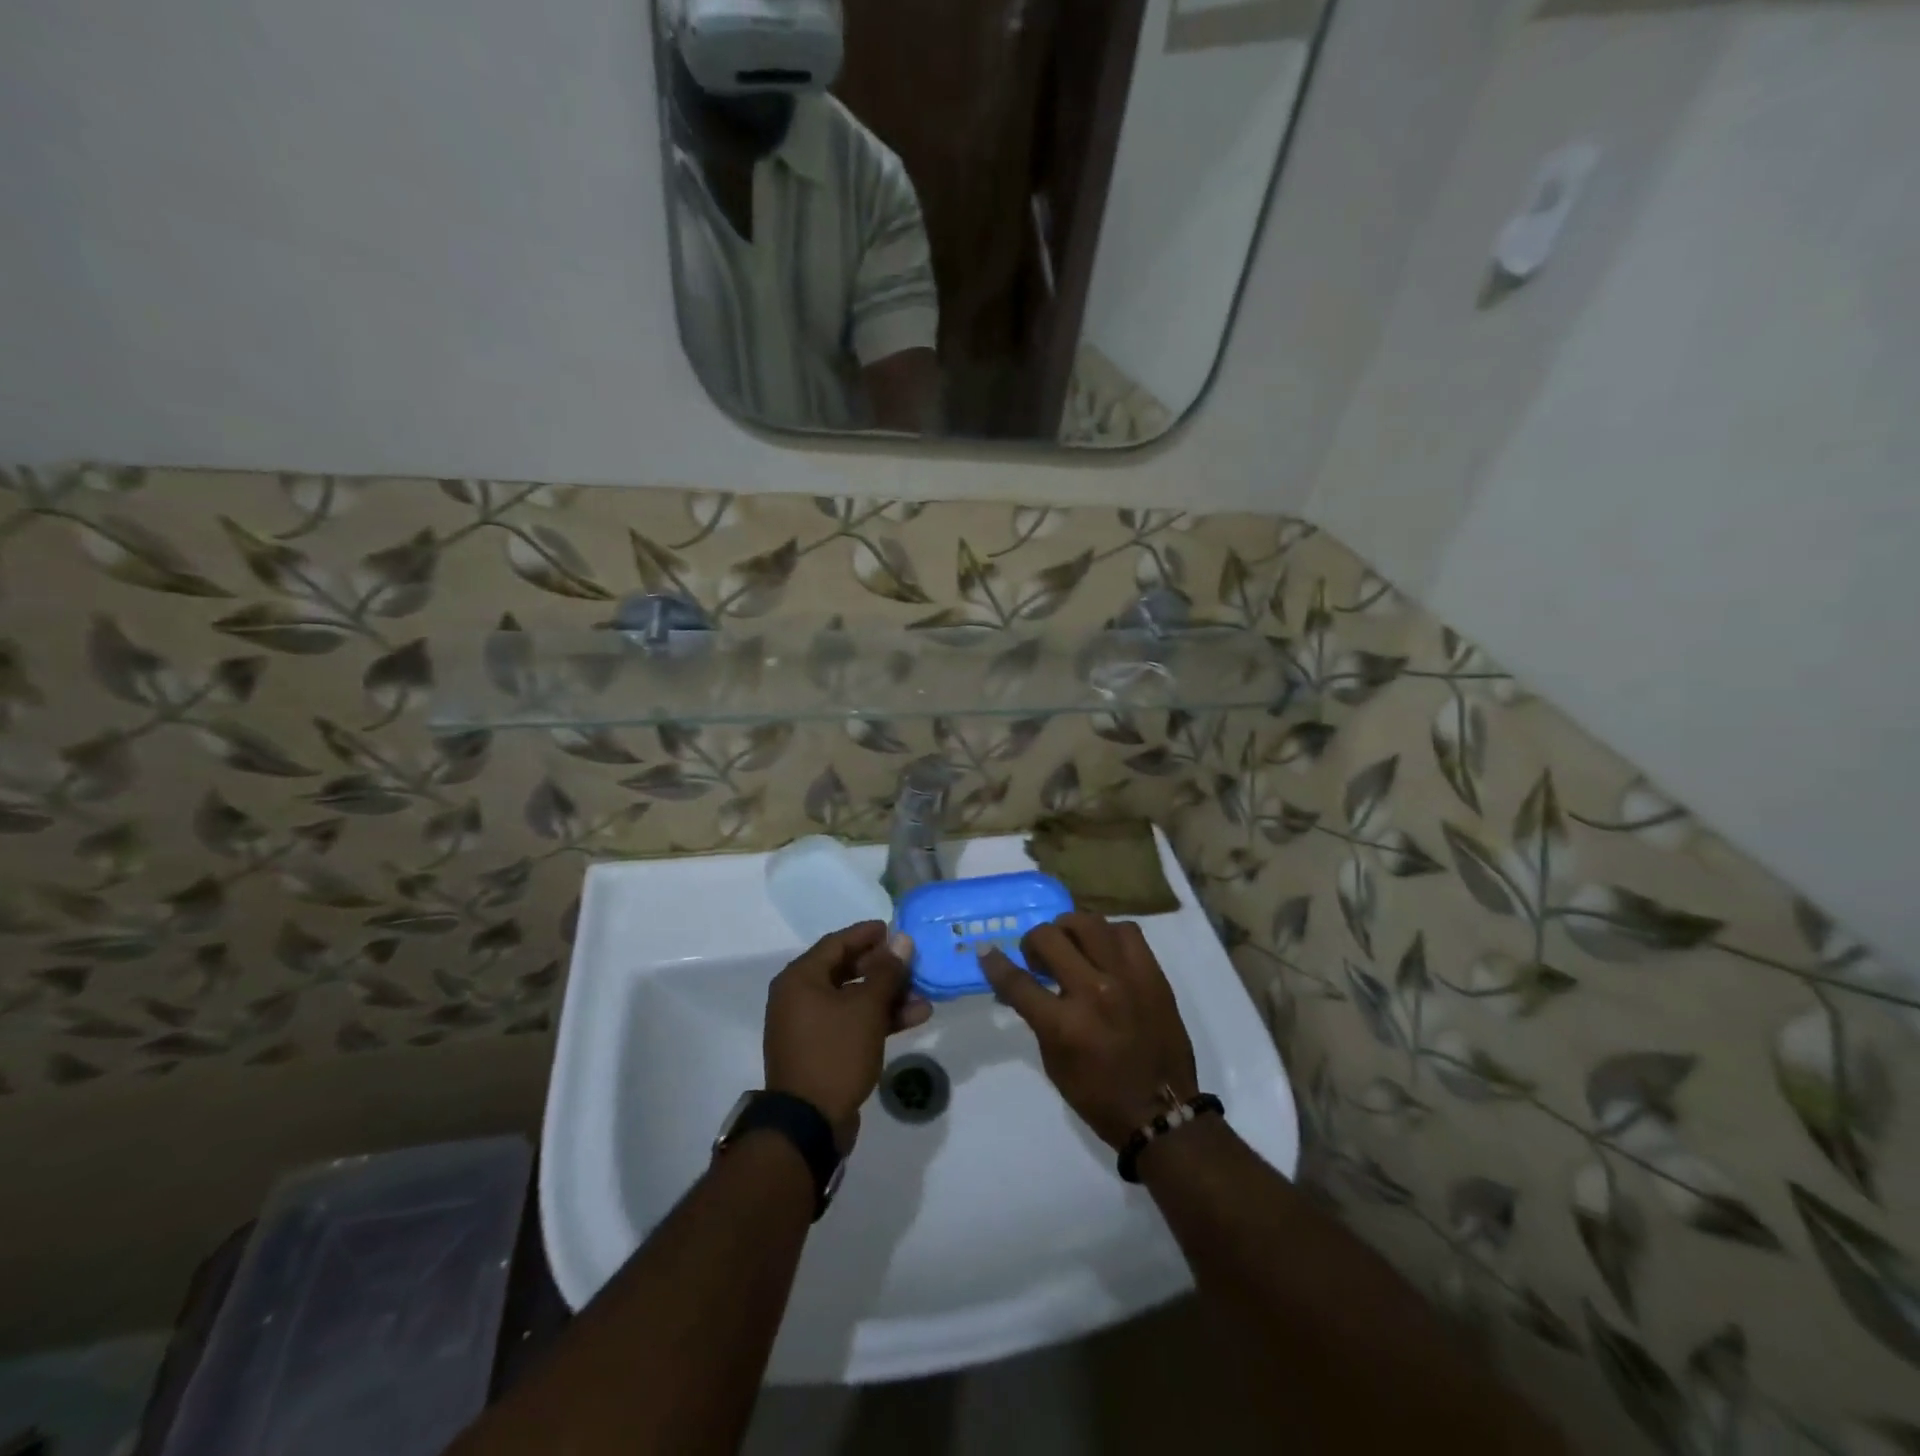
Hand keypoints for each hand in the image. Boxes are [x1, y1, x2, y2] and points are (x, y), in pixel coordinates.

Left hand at [764, 921, 930, 1152]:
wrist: (809, 1124)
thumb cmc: (835, 1053)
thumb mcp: (866, 1008)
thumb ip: (887, 972)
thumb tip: (902, 940)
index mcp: (800, 978)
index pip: (837, 943)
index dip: (867, 934)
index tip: (894, 929)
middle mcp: (799, 997)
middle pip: (845, 970)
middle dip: (883, 968)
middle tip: (912, 962)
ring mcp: (809, 1026)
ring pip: (852, 999)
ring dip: (887, 996)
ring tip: (923, 995)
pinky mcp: (821, 1050)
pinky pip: (851, 1023)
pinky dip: (878, 1019)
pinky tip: (913, 1018)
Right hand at [981, 913, 1197, 1149]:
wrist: (1161, 1110)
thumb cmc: (1099, 1094)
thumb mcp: (1054, 1061)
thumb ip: (1037, 1016)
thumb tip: (1020, 984)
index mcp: (1064, 1024)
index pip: (1017, 981)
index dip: (994, 963)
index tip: (986, 951)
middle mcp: (1094, 991)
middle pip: (1050, 937)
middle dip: (1033, 942)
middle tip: (1038, 959)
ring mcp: (1127, 977)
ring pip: (1088, 922)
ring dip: (1068, 930)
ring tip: (1070, 946)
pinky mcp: (1152, 973)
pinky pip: (1126, 931)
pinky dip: (1107, 935)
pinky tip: (1103, 950)